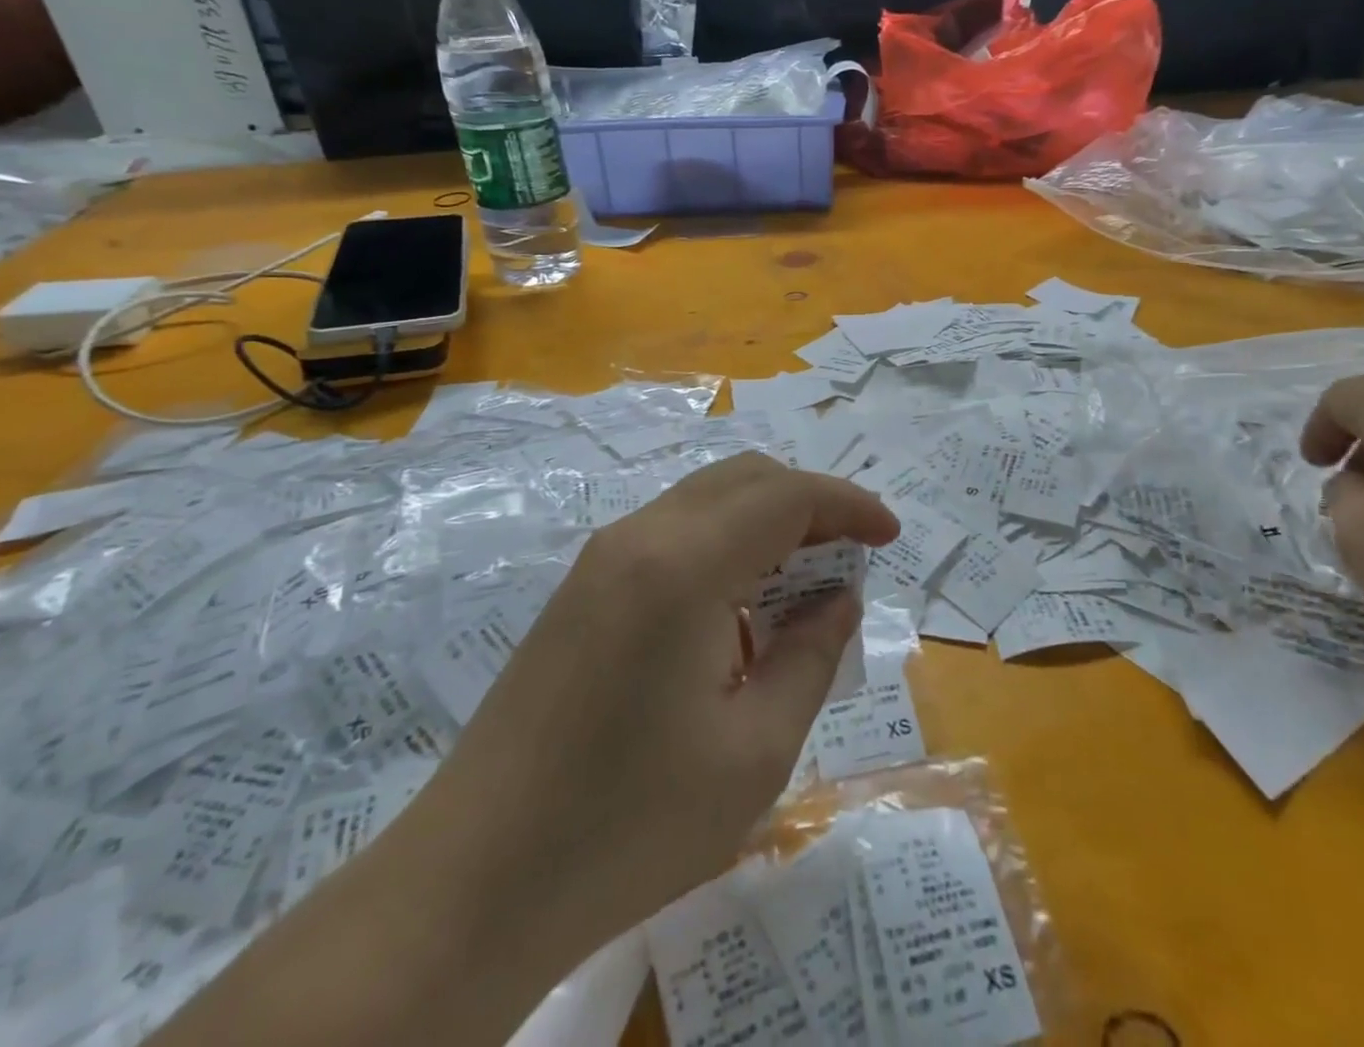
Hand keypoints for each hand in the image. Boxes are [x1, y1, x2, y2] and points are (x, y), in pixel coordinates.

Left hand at [418, 454, 898, 968]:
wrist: (473, 884)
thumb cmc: (630, 824)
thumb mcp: (755, 750)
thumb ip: (812, 656)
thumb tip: (838, 599)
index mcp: (684, 564)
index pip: (786, 497)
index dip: (848, 506)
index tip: (890, 536)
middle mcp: (639, 537)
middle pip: (745, 479)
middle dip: (809, 504)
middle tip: (851, 558)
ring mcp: (600, 559)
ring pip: (707, 501)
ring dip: (765, 524)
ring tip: (803, 588)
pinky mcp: (581, 590)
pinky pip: (672, 535)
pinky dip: (725, 547)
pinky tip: (738, 614)